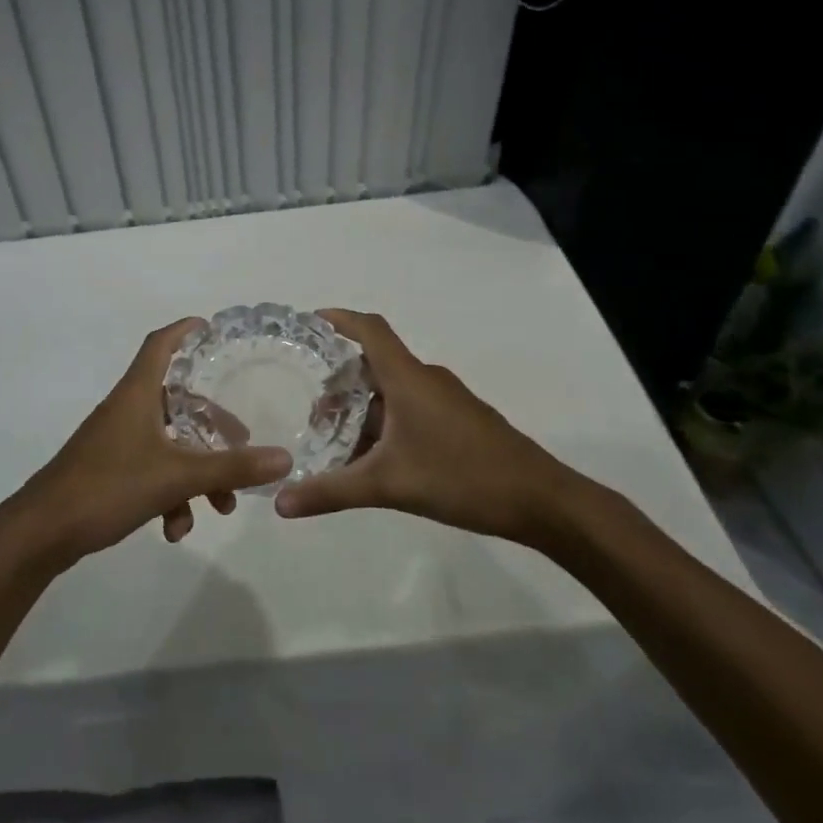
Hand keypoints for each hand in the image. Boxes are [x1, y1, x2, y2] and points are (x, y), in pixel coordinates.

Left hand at [0, 318, 291, 570]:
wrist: (41, 532)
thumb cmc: (107, 487)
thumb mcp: (176, 477)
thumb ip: (230, 468)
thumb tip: (284, 459)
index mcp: (137, 395)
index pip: (160, 344)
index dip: (184, 331)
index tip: (211, 328)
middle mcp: (126, 410)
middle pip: (177, 401)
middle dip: (212, 427)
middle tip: (242, 444)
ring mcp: (115, 441)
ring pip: (169, 443)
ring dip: (196, 472)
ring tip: (220, 507)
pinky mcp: (108, 470)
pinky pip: (150, 470)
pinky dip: (169, 494)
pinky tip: (175, 529)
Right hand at [272, 309, 585, 546]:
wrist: (541, 501)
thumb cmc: (462, 477)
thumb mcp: (389, 485)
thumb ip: (332, 491)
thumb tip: (281, 502)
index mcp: (408, 378)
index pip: (370, 329)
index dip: (339, 319)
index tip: (307, 322)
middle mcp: (425, 379)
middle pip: (375, 361)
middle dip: (340, 378)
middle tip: (309, 403)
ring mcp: (445, 400)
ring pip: (393, 389)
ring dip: (362, 405)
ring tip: (333, 434)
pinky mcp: (458, 421)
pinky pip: (410, 407)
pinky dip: (384, 421)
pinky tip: (372, 455)